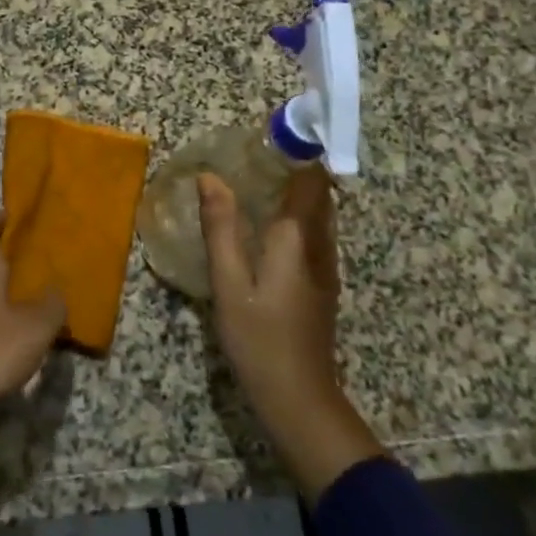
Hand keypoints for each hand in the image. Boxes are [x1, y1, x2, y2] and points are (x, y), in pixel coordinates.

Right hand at [200, 168, 383, 498]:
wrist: (300, 400)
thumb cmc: (260, 340)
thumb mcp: (230, 284)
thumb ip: (221, 228)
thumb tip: (210, 177)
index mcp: (298, 240)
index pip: (311, 181)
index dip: (298, 152)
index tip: (272, 134)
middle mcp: (320, 247)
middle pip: (319, 194)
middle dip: (295, 168)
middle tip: (255, 154)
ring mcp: (325, 268)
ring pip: (318, 215)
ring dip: (295, 191)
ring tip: (256, 180)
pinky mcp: (321, 285)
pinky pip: (312, 235)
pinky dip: (294, 216)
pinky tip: (263, 225)